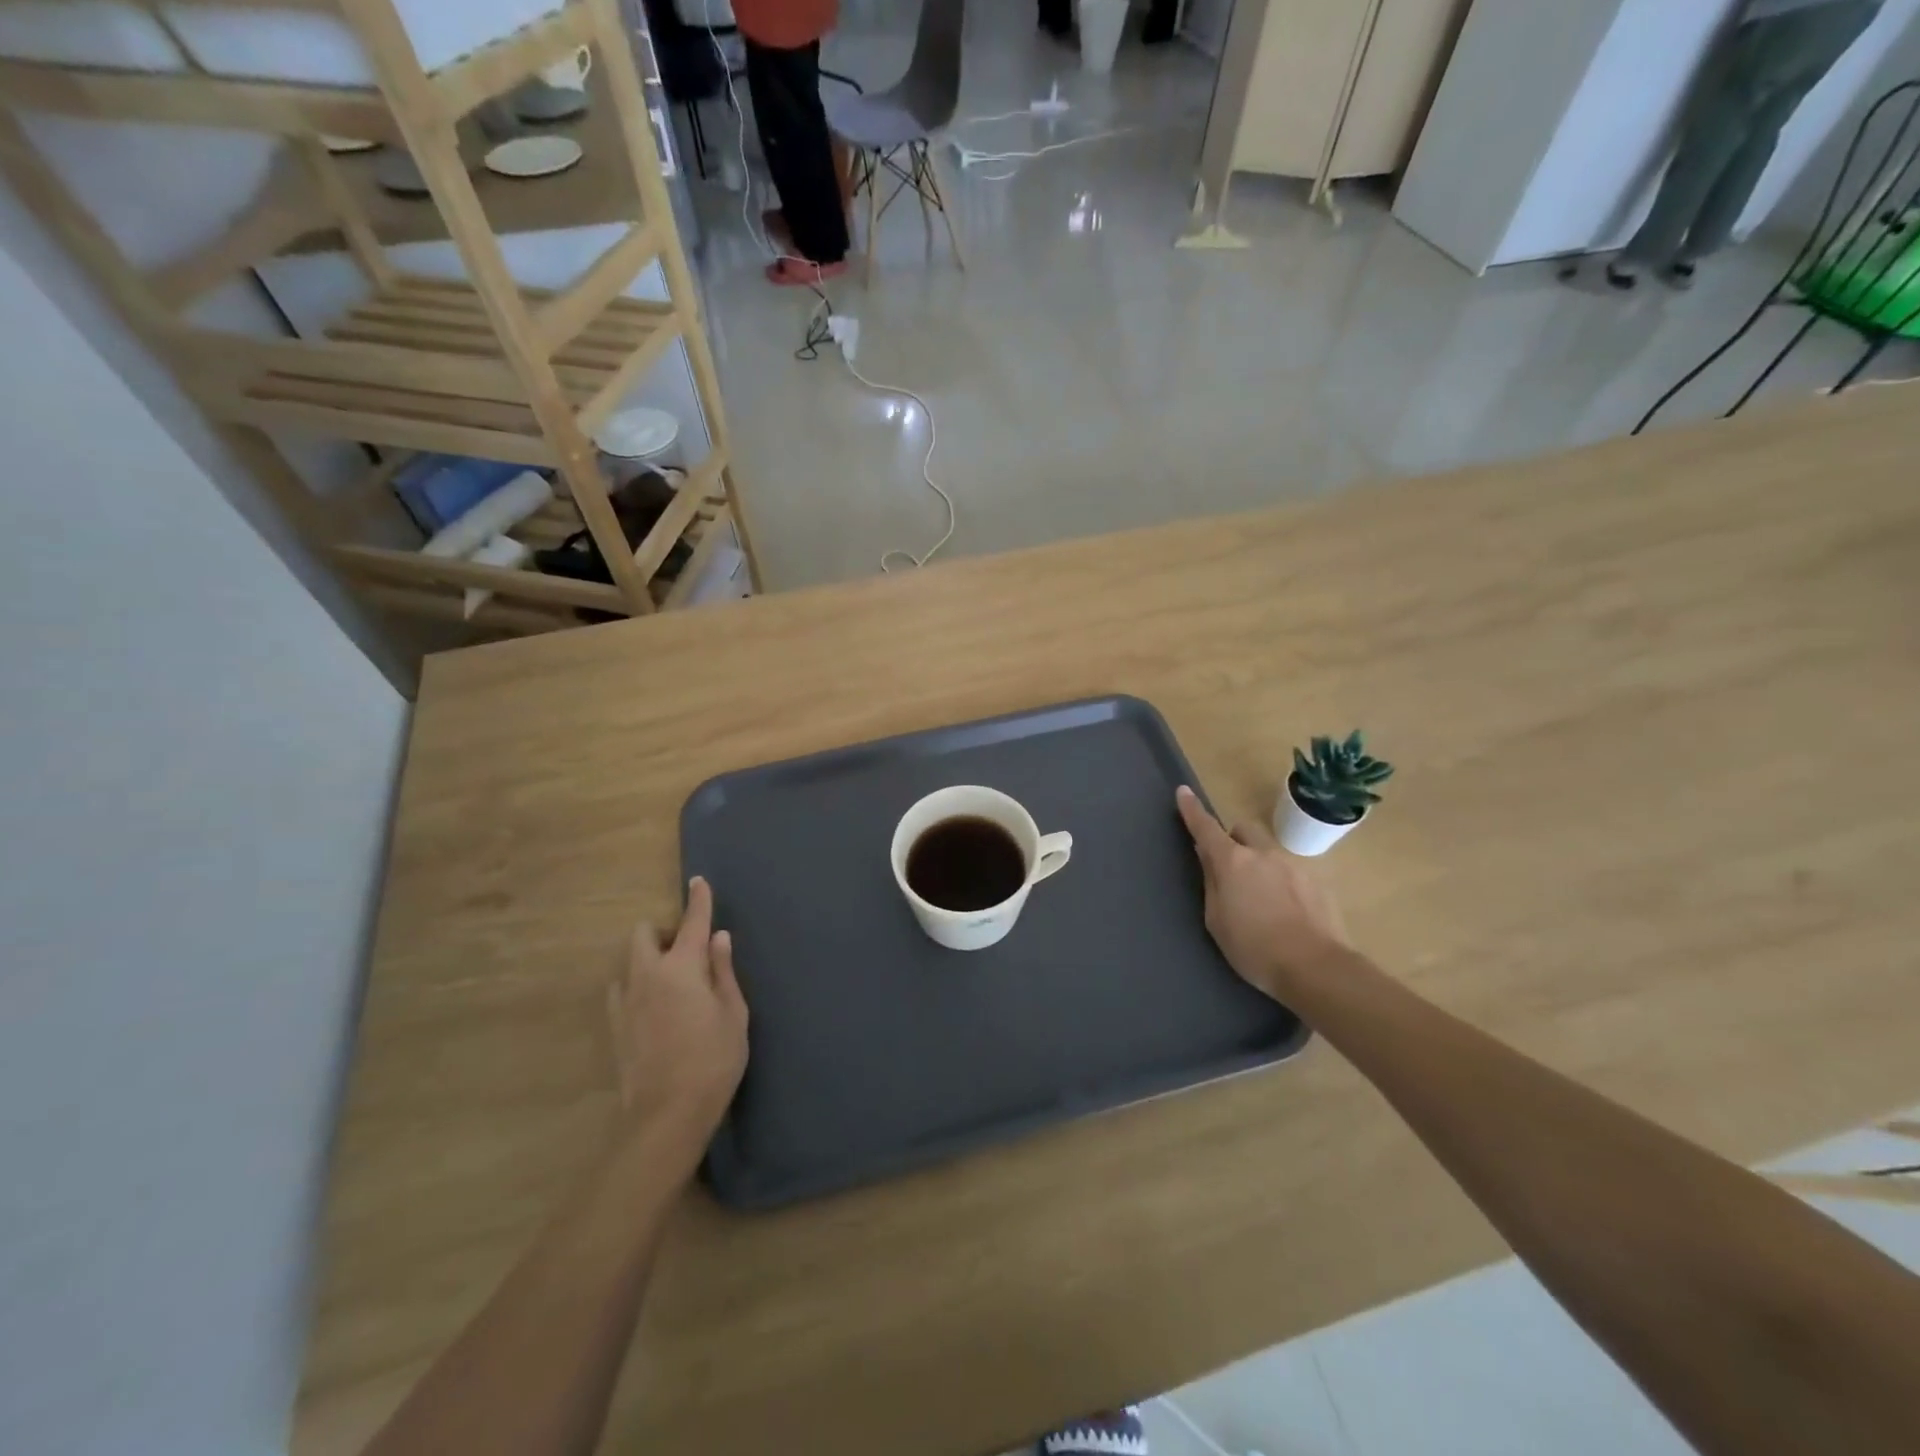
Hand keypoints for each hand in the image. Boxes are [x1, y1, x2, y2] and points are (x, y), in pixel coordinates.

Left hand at [607, 877, 748, 1161]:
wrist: (667, 1114)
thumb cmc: (713, 1059)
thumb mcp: (734, 1013)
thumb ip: (723, 971)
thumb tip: (717, 938)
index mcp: (682, 967)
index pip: (692, 922)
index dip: (698, 900)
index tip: (698, 881)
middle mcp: (648, 974)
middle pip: (644, 933)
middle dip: (664, 931)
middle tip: (688, 950)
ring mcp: (626, 1000)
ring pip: (630, 961)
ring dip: (649, 958)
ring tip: (672, 981)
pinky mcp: (615, 1026)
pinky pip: (621, 990)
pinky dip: (636, 985)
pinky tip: (653, 1006)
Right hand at [1175, 786, 1348, 996]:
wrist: (1316, 968)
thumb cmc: (1253, 948)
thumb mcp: (1216, 920)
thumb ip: (1211, 882)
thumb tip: (1207, 856)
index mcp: (1232, 862)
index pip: (1206, 827)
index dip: (1192, 810)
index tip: (1183, 792)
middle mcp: (1263, 854)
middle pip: (1243, 830)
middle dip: (1233, 840)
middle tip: (1229, 868)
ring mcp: (1294, 865)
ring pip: (1269, 852)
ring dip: (1259, 864)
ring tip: (1262, 901)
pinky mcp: (1318, 882)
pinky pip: (1291, 872)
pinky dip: (1282, 883)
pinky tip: (1286, 913)